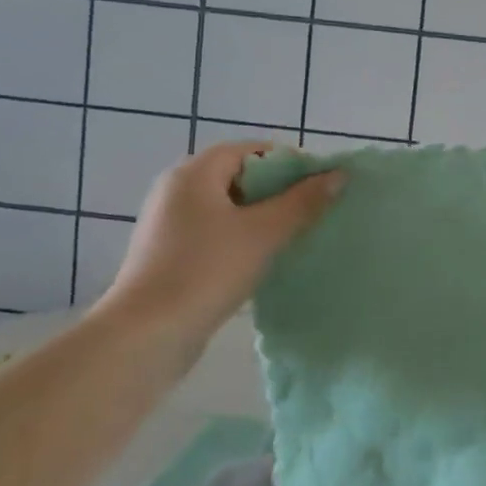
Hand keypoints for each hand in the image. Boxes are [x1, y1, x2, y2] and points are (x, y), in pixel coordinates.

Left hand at [91, 142, 341, 343]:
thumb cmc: (207, 271)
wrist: (147, 335)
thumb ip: (303, 202)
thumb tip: (339, 175)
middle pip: (239, 176)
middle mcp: (177, 189)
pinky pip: (215, 232)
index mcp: (194, 173)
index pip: (251, 150)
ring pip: (228, 207)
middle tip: (312, 211)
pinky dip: (242, 237)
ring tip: (294, 236)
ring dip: (262, 217)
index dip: (289, 162)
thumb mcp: (264, 233)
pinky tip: (263, 259)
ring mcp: (169, 223)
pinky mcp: (169, 253)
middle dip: (279, 191)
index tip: (320, 186)